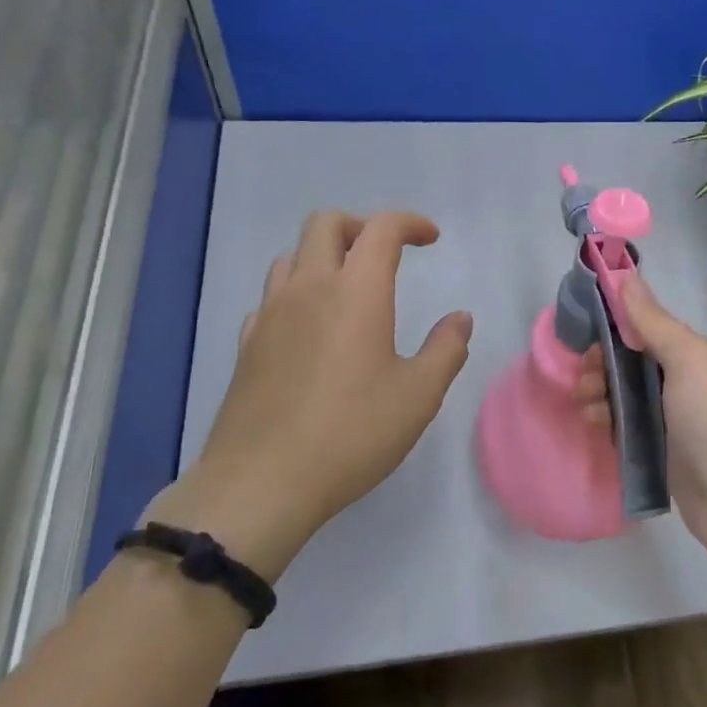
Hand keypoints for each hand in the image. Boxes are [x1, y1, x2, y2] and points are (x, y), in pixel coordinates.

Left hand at [146, 210, 473, 581]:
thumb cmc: (352, 433)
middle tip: (388, 256)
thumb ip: (446, 349)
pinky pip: (271, 297)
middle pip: (326, 224)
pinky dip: (297, 294)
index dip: (410, 223)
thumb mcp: (418, 395)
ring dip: (325, 256)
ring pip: (292, 256)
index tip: (431, 239)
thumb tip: (460, 318)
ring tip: (350, 289)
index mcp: (356, 291)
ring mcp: (270, 315)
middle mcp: (308, 289)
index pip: (381, 229)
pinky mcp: (247, 345)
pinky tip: (311, 330)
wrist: (262, 483)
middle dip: (362, 226)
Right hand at [576, 275, 706, 598]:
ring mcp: (673, 424)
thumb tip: (627, 275)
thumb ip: (653, 322)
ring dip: (600, 397)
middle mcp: (682, 385)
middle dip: (601, 367)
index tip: (583, 339)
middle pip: (630, 366)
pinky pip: (629, 433)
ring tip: (586, 410)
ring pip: (626, 400)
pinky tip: (595, 430)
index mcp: (691, 356)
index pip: (643, 331)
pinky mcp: (664, 459)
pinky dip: (610, 427)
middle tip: (582, 382)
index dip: (611, 330)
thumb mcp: (686, 359)